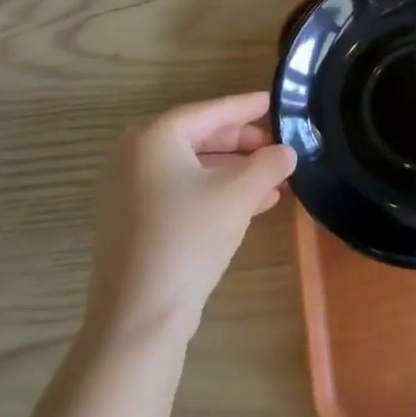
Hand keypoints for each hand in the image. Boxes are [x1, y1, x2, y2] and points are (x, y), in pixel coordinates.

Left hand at [85, 92, 295, 346]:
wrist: (140, 315)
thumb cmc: (188, 237)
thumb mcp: (237, 195)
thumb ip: (267, 165)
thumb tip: (286, 152)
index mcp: (154, 137)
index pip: (209, 112)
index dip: (246, 107)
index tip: (273, 101)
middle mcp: (134, 156)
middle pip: (198, 138)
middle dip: (241, 143)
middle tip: (275, 144)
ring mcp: (129, 191)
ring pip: (191, 169)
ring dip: (233, 172)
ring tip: (273, 178)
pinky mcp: (133, 222)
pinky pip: (180, 192)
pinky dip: (213, 193)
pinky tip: (252, 205)